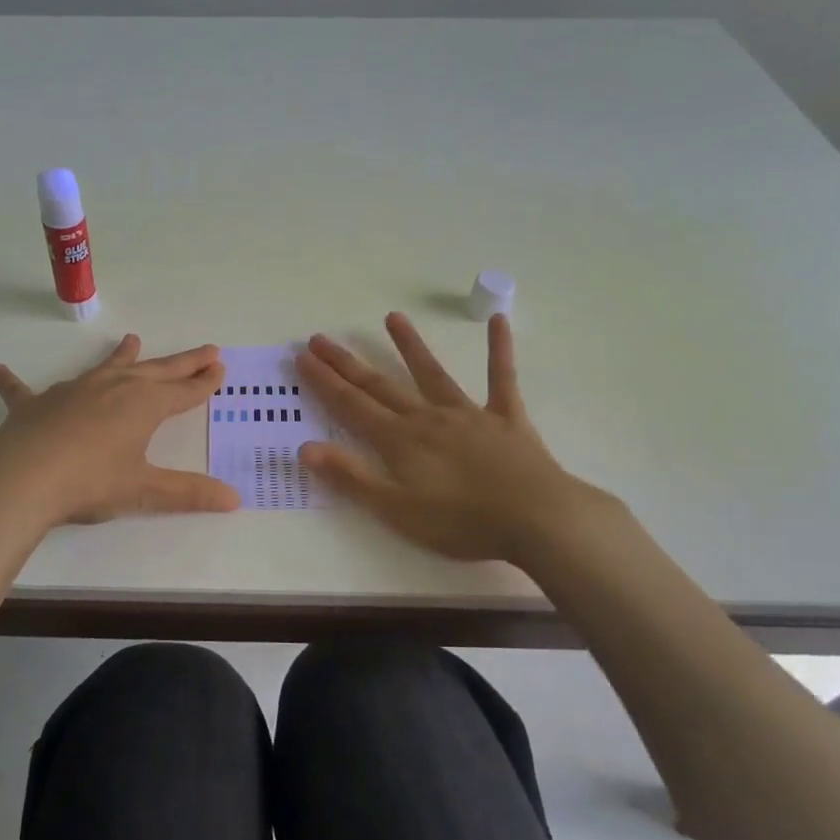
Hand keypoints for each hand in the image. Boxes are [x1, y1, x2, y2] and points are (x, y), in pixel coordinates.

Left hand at [0, 334, 239, 527]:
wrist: (22, 479)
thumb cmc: (90, 482)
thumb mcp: (144, 490)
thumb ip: (188, 493)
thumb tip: (235, 499)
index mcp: (144, 405)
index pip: (183, 391)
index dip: (204, 382)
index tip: (220, 368)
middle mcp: (113, 388)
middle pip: (156, 370)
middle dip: (183, 362)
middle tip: (206, 349)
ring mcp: (73, 391)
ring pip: (105, 367)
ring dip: (121, 355)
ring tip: (132, 339)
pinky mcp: (36, 404)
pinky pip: (24, 389)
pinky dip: (14, 381)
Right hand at [297, 312, 620, 562]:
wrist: (537, 519)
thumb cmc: (462, 523)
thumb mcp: (396, 510)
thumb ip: (351, 478)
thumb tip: (305, 449)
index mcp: (400, 441)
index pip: (351, 406)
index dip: (324, 382)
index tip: (303, 357)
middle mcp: (428, 418)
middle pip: (380, 386)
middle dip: (347, 363)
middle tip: (321, 337)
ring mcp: (469, 414)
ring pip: (432, 373)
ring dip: (410, 346)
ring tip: (392, 317)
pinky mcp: (506, 418)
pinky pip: (502, 378)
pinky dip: (499, 350)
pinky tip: (498, 321)